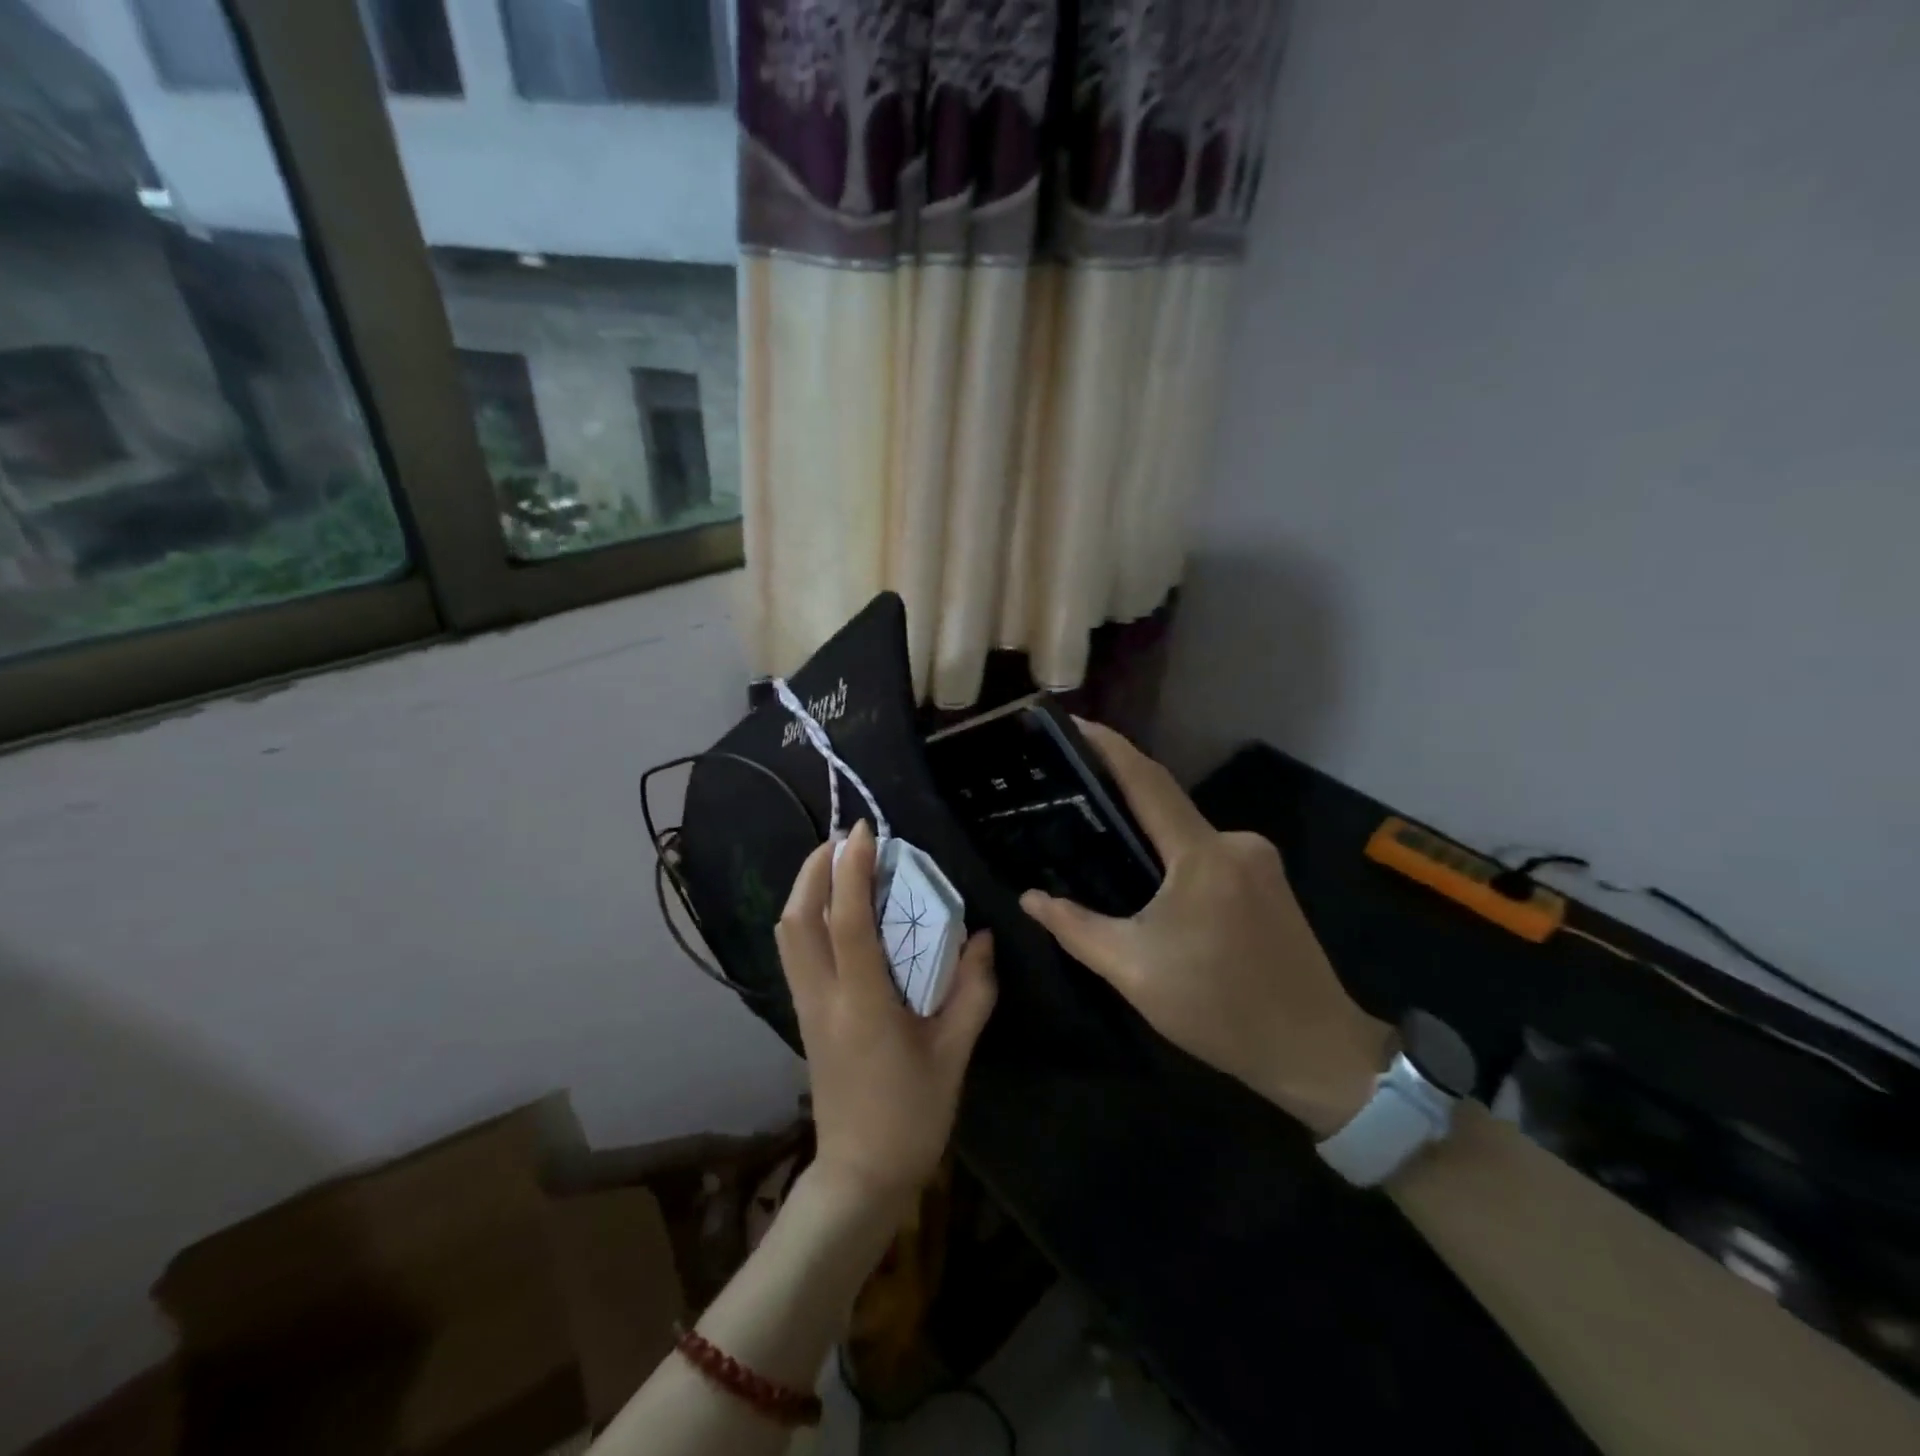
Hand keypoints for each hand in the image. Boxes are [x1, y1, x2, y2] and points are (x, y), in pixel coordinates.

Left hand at [775, 821, 997, 1212]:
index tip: (864, 832)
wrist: (860, 1176)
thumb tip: (982, 937)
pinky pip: (795, 952)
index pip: (846, 921)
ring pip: (787, 934)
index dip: (852, 870)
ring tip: (838, 865)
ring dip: (805, 889)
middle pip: (797, 919)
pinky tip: (837, 911)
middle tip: (844, 840)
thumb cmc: (912, 1116)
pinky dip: (807, 916)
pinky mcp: (805, 1016)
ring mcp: (806, 1007)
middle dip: (813, 869)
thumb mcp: (954, 1054)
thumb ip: (973, 990)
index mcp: (862, 1004)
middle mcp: (823, 997)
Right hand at [1021, 724, 1391, 1137]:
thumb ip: (1076, 928)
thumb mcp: (1133, 970)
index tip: (1075, 722)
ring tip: (1103, 847)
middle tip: (1072, 798)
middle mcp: (1235, 843)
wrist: (1316, 1052)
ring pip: (1187, 834)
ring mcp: (1259, 861)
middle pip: (1167, 806)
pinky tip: (1153, 885)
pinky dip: (1175, 858)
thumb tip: (1029, 898)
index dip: (1110, 747)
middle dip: (1120, 797)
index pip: (1148, 782)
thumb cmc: (1219, 1008)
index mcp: (1202, 855)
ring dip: (1149, 835)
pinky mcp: (1270, 883)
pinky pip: (1209, 854)